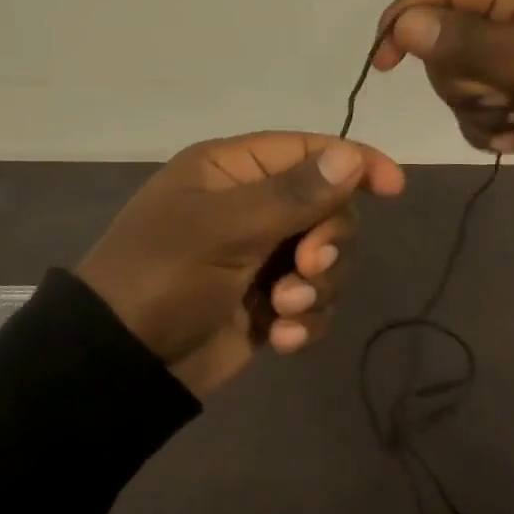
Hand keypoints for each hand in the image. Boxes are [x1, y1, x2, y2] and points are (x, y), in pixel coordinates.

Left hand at [75, 132, 404, 397]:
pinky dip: (306, 319)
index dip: (354, 163)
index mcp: (233, 169)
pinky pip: (313, 300)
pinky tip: (283, 339)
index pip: (309, 150)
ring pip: (327, 258)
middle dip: (327, 242)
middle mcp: (251, 205)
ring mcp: (260, 256)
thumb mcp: (223, 229)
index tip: (394, 187)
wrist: (119, 364)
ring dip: (317, 287)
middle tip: (305, 269)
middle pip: (328, 208)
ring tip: (283, 310)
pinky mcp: (267, 302)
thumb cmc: (162, 275)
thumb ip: (292, 194)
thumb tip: (351, 155)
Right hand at [371, 0, 513, 164]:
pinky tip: (512, 141)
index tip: (384, 63)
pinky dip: (489, 119)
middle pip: (450, 31)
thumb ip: (469, 42)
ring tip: (508, 125)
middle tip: (493, 100)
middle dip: (459, 75)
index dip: (408, 17)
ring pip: (464, 68)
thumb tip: (404, 25)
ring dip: (475, 104)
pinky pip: (486, 93)